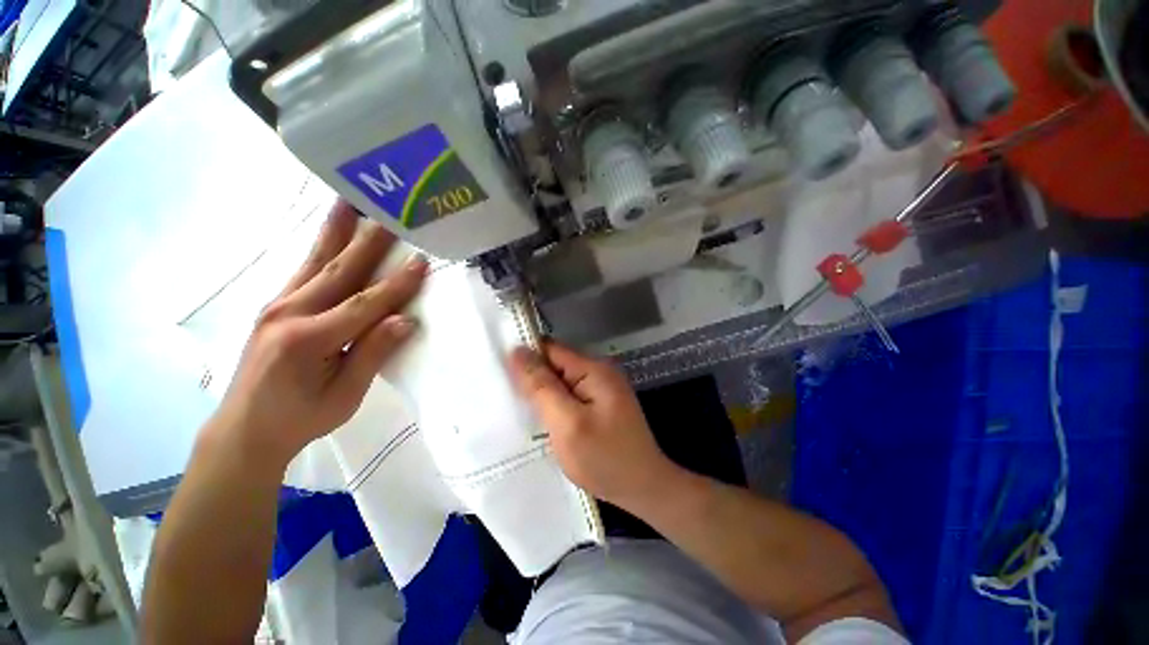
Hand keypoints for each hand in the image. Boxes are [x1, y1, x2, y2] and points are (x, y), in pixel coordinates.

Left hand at [207, 201, 427, 466]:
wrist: (245, 430)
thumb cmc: (301, 419)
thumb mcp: (344, 395)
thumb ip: (373, 354)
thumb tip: (404, 320)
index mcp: (309, 339)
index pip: (364, 304)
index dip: (396, 284)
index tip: (422, 261)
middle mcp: (289, 312)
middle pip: (338, 270)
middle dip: (369, 242)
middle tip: (389, 213)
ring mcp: (277, 305)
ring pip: (316, 262)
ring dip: (337, 231)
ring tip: (349, 202)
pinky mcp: (274, 306)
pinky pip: (304, 270)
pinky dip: (320, 247)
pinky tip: (329, 233)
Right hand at [508, 342, 679, 511]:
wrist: (644, 488)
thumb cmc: (604, 459)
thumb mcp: (567, 423)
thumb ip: (542, 387)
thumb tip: (518, 352)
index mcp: (593, 369)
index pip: (550, 349)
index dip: (525, 356)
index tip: (497, 369)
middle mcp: (599, 371)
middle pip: (555, 363)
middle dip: (532, 376)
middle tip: (503, 394)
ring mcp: (601, 387)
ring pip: (560, 380)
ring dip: (542, 391)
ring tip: (517, 407)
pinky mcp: (600, 403)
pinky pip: (570, 394)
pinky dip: (554, 402)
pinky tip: (541, 416)